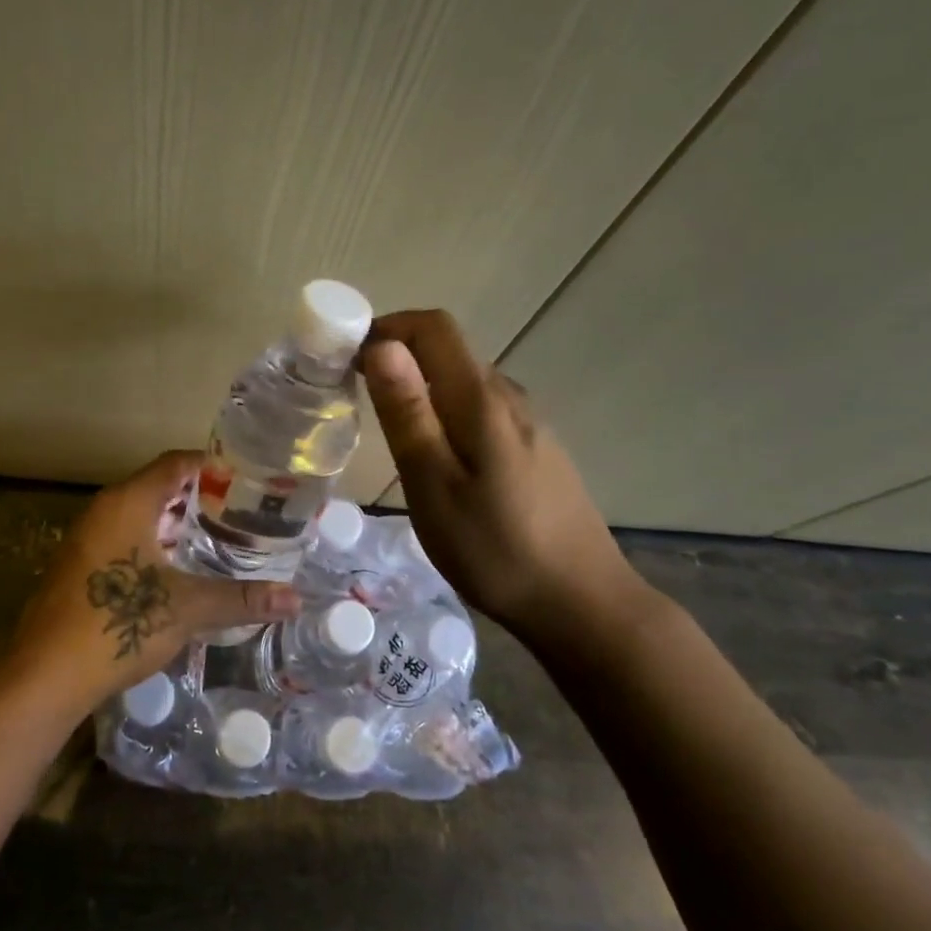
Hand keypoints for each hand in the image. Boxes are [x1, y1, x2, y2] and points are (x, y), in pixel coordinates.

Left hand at [7, 450, 298, 712]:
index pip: (176, 463)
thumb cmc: (117, 624)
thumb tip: (295, 600)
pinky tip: (181, 571)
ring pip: (141, 515)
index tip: (249, 478)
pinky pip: (125, 539)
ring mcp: (87, 538)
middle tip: (243, 511)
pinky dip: (156, 544)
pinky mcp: (80, 567)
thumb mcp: (187, 608)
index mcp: (128, 502)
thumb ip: (241, 598)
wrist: (45, 676)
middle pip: (159, 487)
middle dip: (200, 497)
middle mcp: (104, 510)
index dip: (213, 465)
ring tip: (221, 538)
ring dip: (177, 524)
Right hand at [361, 309, 646, 653]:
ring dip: (421, 389)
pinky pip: (481, 410)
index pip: (433, 327)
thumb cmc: (496, 550)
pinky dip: (446, 414)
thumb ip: (408, 413)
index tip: (347, 361)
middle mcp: (509, 397)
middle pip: (448, 351)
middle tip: (356, 402)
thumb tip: (382, 345)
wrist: (582, 604)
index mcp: (481, 399)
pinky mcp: (536, 448)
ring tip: (391, 436)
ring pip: (464, 382)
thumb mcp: (434, 486)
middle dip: (397, 359)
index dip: (387, 328)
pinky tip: (439, 461)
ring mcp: (529, 422)